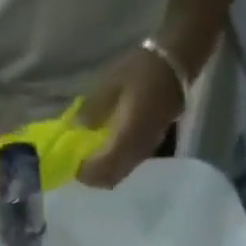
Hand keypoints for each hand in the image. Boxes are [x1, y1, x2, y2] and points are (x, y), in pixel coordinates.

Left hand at [75, 46, 186, 189]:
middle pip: (109, 179)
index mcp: (126, 138)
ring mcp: (143, 154)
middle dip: (91, 178)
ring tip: (88, 160)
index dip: (85, 171)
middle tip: (77, 165)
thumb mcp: (111, 84)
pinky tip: (104, 153)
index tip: (71, 163)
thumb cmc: (142, 70)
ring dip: (101, 174)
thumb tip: (76, 127)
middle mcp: (135, 153)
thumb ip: (93, 109)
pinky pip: (125, 168)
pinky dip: (111, 167)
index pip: (102, 168)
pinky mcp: (146, 150)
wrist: (175, 66)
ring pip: (118, 176)